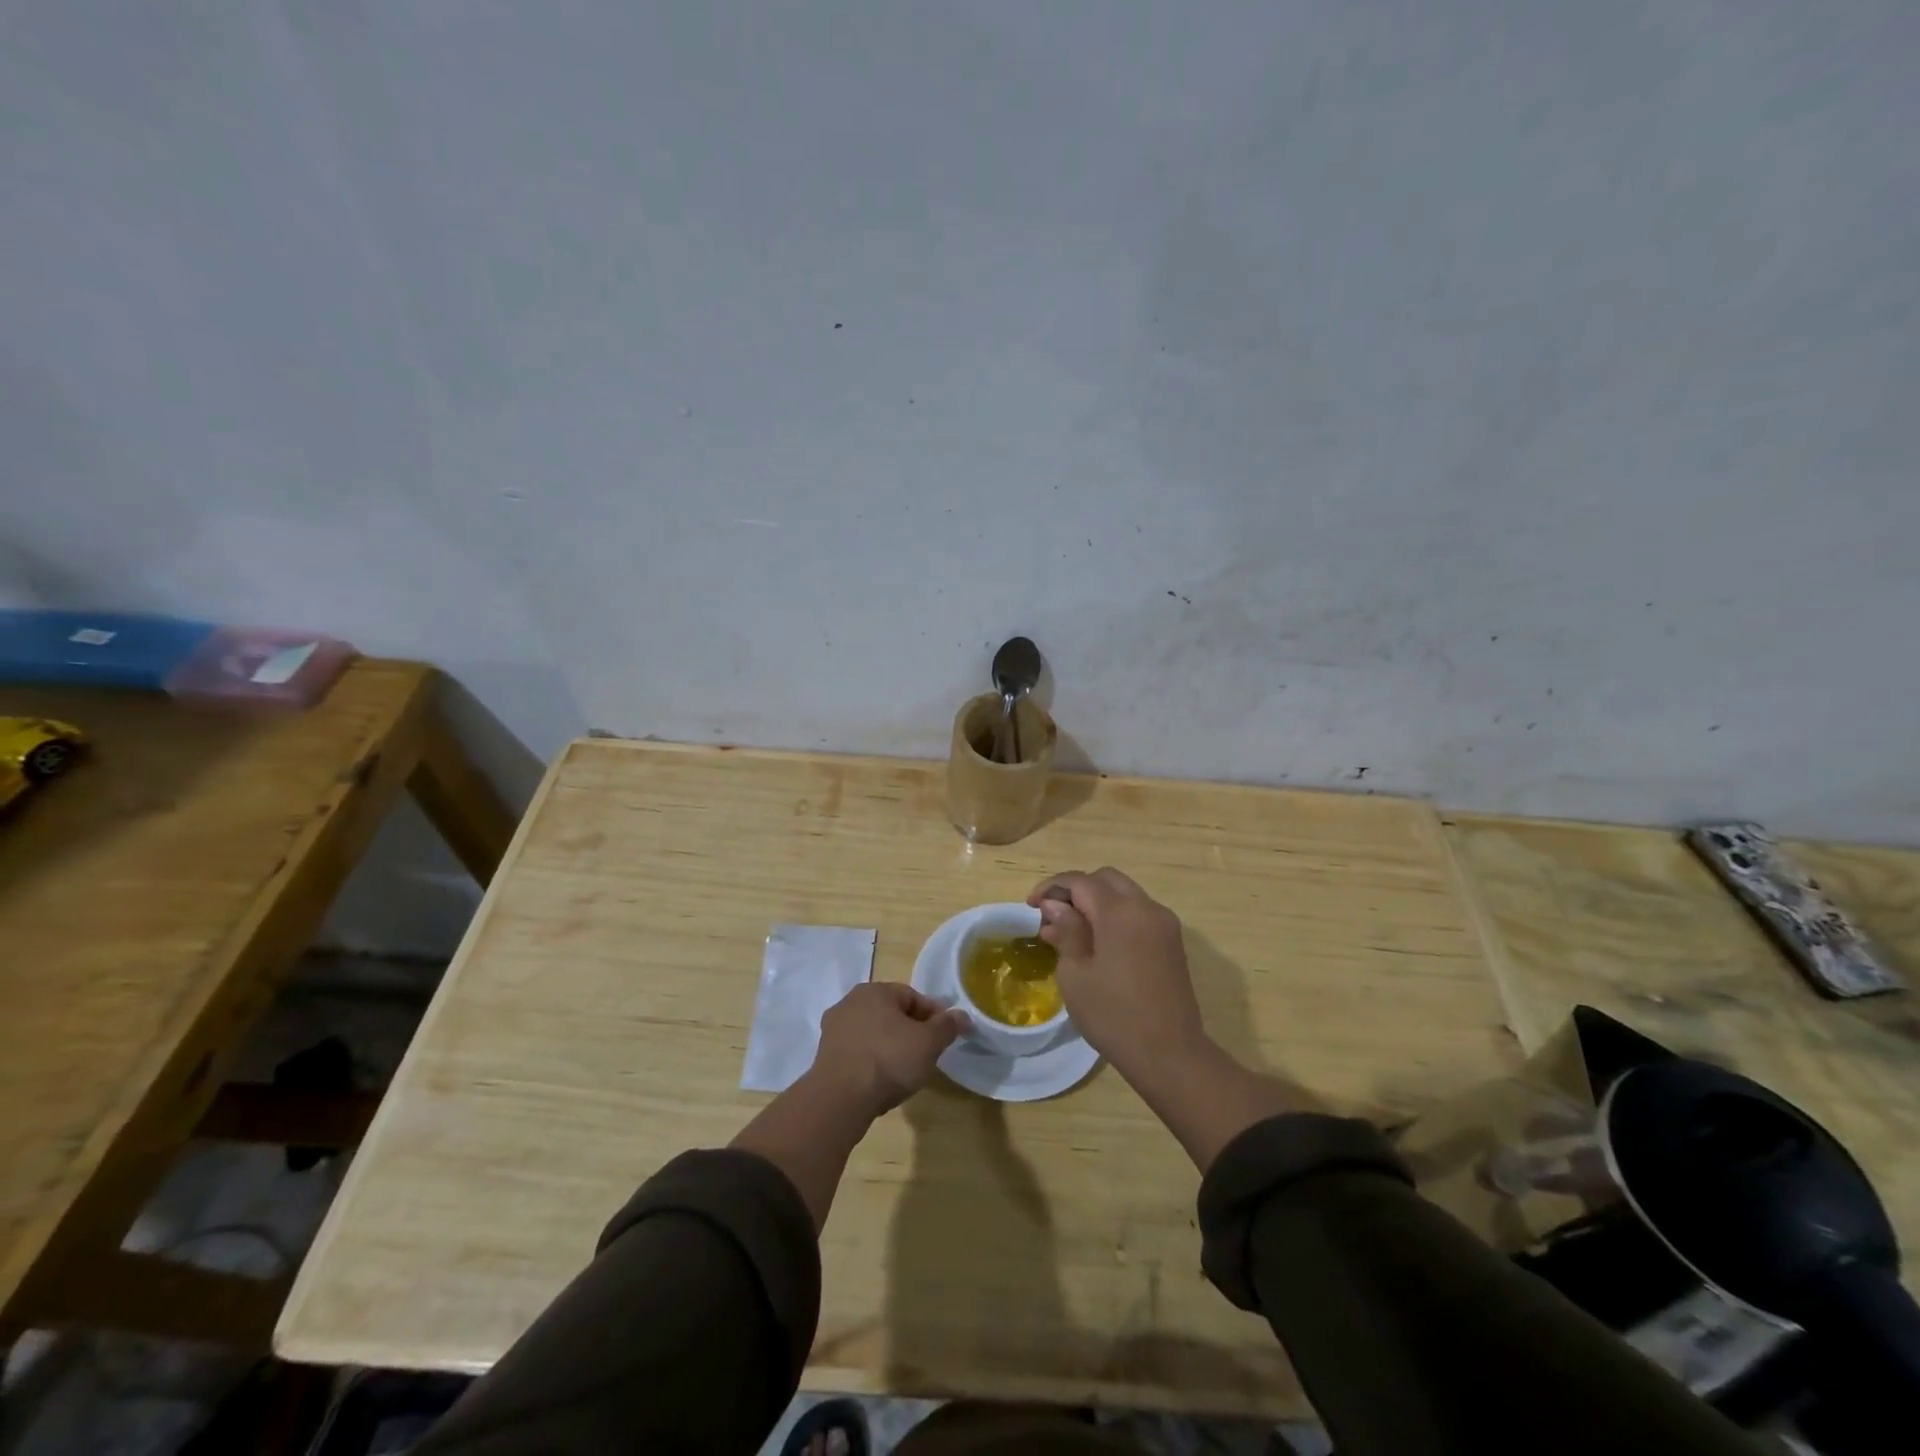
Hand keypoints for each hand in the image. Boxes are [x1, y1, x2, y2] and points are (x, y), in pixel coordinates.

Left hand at [811, 982, 967, 1117]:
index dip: (934, 1016)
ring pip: (873, 1033)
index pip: (913, 996)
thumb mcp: (929, 1043)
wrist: (840, 1099)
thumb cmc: (889, 1060)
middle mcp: (850, 1002)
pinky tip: (881, 1082)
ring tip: (905, 1071)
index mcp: (875, 990)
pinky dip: (872, 1062)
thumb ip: (947, 1026)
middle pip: (891, 1014)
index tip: (946, 1037)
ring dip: (890, 1047)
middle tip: (927, 1054)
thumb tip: (962, 1015)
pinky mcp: (824, 1055)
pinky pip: (858, 1052)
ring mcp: (833, 1029)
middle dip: (911, 1031)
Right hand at [1028, 867, 1206, 1077]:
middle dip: (1076, 889)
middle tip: (1052, 914)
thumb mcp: (1075, 974)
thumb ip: (1066, 931)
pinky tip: (1097, 942)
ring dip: (1096, 902)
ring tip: (1071, 930)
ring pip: (1124, 894)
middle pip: (1105, 879)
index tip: (1031, 906)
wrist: (1170, 1054)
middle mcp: (1146, 907)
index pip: (1080, 881)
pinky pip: (1138, 913)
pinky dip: (1115, 916)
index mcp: (1120, 912)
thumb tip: (1056, 906)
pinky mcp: (1172, 941)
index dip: (1052, 888)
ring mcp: (1164, 923)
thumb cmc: (1113, 1015)